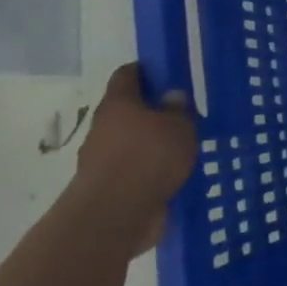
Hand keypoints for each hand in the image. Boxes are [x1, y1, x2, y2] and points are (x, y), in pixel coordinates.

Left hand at [74, 64, 197, 254]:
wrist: (114, 215)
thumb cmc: (148, 157)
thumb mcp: (179, 126)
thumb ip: (178, 109)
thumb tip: (171, 97)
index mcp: (118, 103)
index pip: (127, 74)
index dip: (147, 70)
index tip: (168, 73)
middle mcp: (104, 127)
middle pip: (127, 110)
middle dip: (153, 111)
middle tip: (184, 115)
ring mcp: (103, 158)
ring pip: (131, 141)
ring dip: (152, 143)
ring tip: (183, 148)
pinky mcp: (110, 186)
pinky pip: (134, 169)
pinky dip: (150, 169)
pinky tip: (173, 174)